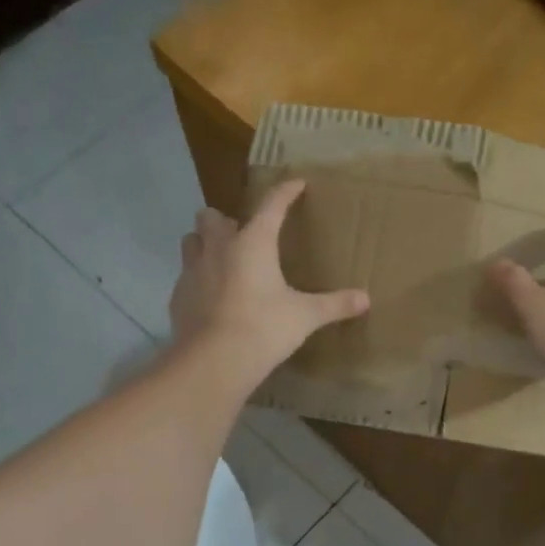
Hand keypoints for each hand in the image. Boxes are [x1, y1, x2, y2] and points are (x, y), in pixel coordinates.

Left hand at [169, 180, 369, 386]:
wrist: (214, 361)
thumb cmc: (264, 328)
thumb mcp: (305, 316)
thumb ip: (334, 305)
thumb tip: (365, 300)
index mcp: (253, 243)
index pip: (271, 206)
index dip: (285, 192)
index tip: (296, 184)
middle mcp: (218, 248)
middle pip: (212, 216)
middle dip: (225, 220)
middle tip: (243, 236)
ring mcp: (192, 271)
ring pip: (191, 241)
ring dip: (205, 244)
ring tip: (222, 261)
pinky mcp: (178, 297)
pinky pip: (186, 277)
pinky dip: (198, 280)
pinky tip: (212, 298)